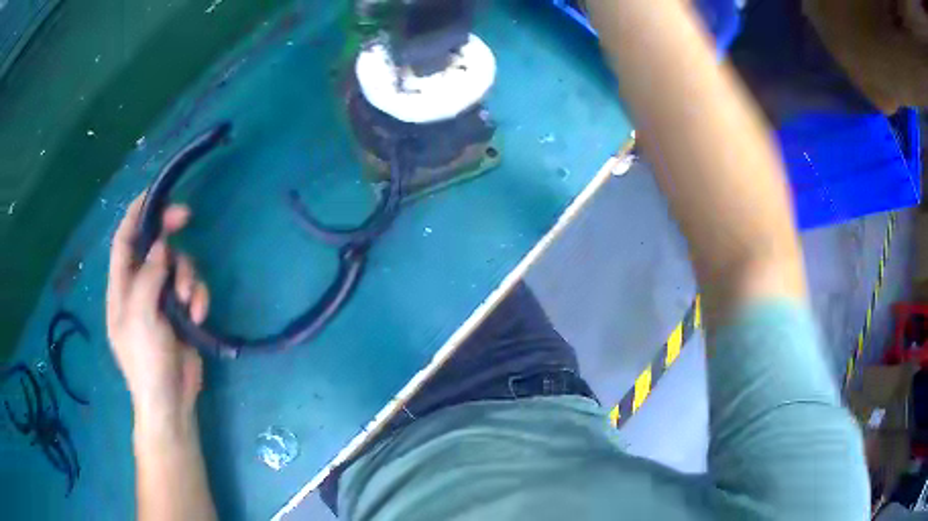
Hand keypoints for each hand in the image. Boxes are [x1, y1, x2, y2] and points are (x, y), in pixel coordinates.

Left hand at [106, 194, 209, 424]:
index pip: (123, 240)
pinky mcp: (181, 312)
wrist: (170, 401)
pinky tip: (199, 315)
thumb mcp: (140, 317)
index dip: (135, 214)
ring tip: (190, 301)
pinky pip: (192, 289)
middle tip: (186, 216)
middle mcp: (139, 288)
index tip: (155, 194)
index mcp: (121, 288)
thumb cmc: (146, 361)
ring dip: (187, 276)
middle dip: (168, 231)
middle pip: (153, 246)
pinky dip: (198, 296)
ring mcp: (161, 300)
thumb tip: (160, 245)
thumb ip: (147, 277)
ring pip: (176, 266)